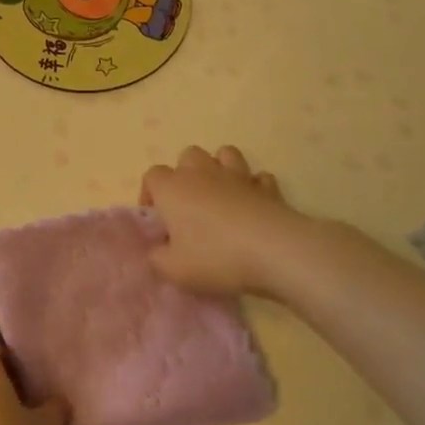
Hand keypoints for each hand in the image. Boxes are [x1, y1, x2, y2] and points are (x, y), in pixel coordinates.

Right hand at [140, 145, 302, 297]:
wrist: (273, 251)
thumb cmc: (215, 257)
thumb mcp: (173, 270)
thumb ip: (158, 258)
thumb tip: (159, 250)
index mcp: (173, 189)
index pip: (152, 175)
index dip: (150, 193)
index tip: (157, 218)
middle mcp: (202, 173)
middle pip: (187, 156)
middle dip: (185, 174)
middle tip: (188, 205)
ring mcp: (237, 176)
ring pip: (224, 154)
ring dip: (219, 169)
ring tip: (219, 195)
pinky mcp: (267, 187)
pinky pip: (257, 178)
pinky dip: (253, 187)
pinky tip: (252, 205)